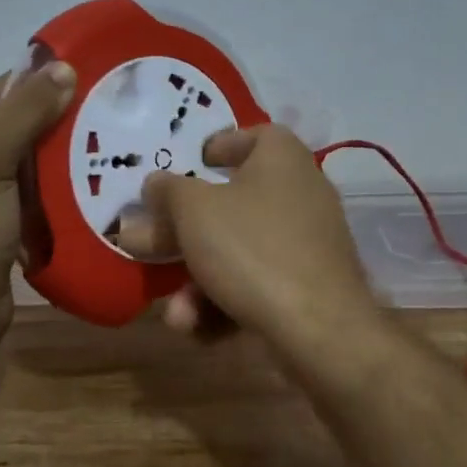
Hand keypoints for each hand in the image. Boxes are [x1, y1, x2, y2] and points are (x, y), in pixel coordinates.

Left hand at [0, 62, 75, 321]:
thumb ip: (25, 112)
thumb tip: (63, 67)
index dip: (18, 89)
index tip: (68, 77)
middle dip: (27, 122)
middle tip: (76, 111)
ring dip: (32, 154)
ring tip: (78, 140)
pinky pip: (0, 190)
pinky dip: (28, 184)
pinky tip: (62, 178)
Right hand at [116, 124, 380, 347]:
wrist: (319, 330)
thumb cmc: (252, 249)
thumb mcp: (194, 211)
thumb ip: (168, 191)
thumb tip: (156, 183)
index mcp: (282, 158)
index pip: (255, 136)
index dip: (221, 146)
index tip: (192, 164)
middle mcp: (301, 194)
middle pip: (233, 203)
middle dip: (184, 232)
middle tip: (146, 245)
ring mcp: (307, 244)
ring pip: (239, 253)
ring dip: (198, 282)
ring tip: (176, 315)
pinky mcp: (309, 288)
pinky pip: (258, 285)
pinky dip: (226, 304)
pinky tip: (199, 330)